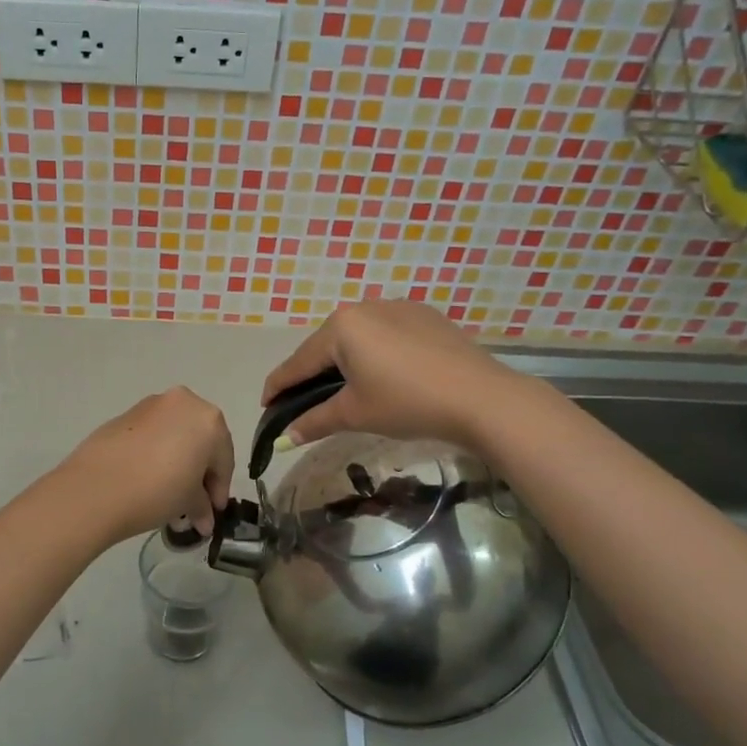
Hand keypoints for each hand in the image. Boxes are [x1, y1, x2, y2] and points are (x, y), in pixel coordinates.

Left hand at [51, 388, 235, 543]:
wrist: (96, 487)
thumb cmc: (157, 491)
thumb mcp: (188, 502)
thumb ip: (202, 506)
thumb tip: (205, 519)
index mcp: (209, 420)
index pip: (224, 459)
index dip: (220, 489)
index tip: (215, 512)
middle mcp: (184, 403)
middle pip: (201, 441)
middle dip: (200, 472)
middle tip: (195, 503)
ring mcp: (152, 405)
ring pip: (176, 435)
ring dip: (178, 461)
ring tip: (169, 494)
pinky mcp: (125, 414)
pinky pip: (153, 434)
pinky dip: (157, 453)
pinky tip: (148, 478)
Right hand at [261, 299, 518, 448]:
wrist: (481, 398)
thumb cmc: (407, 403)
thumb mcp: (355, 414)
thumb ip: (314, 422)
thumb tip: (284, 438)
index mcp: (341, 326)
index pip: (299, 361)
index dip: (279, 386)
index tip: (266, 404)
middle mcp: (365, 307)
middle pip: (326, 346)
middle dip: (312, 374)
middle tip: (305, 403)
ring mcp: (398, 307)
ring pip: (357, 338)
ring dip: (344, 362)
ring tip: (345, 390)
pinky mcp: (425, 316)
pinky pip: (386, 334)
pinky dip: (375, 354)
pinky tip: (385, 376)